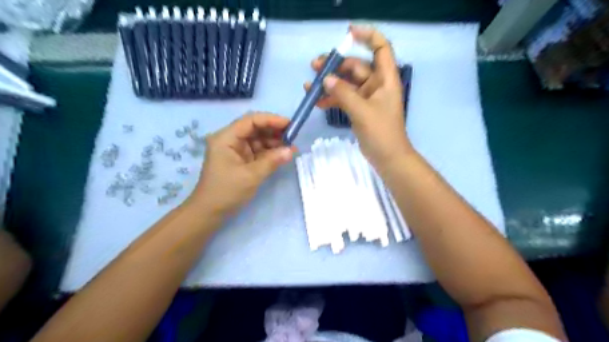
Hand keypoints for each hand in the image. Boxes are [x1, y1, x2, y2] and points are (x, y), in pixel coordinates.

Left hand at [189, 114, 296, 217]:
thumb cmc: (226, 192)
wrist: (210, 212)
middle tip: (293, 137)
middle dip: (274, 131)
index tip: (290, 125)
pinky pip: (257, 151)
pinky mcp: (241, 160)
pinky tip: (282, 155)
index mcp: (226, 138)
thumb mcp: (251, 176)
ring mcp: (235, 150)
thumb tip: (292, 150)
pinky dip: (270, 152)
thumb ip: (272, 161)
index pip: (250, 120)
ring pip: (258, 139)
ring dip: (274, 142)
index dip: (271, 120)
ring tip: (291, 147)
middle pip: (255, 128)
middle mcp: (230, 140)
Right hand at [307, 26, 410, 171]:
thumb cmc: (381, 132)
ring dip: (330, 83)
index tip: (347, 34)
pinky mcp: (359, 109)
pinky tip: (317, 101)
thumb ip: (343, 93)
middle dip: (335, 65)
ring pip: (347, 83)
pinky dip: (332, 98)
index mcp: (385, 79)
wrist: (387, 157)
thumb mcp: (362, 111)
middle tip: (315, 66)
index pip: (381, 48)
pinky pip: (344, 98)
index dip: (367, 36)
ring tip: (310, 85)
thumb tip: (325, 79)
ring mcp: (367, 98)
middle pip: (356, 66)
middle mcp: (377, 84)